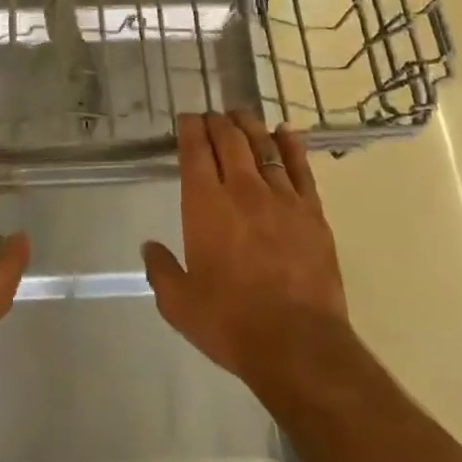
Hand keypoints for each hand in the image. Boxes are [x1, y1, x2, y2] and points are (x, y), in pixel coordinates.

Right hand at [142, 112, 350, 392]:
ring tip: (241, 116)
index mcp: (205, 206)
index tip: (186, 118)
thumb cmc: (231, 324)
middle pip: (230, 141)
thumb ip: (161, 270)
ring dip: (249, 126)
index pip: (195, 152)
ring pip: (263, 147)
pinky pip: (300, 167)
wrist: (299, 346)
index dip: (189, 129)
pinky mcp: (312, 212)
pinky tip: (285, 132)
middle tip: (211, 115)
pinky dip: (291, 145)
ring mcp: (281, 198)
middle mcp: (242, 190)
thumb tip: (149, 246)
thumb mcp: (179, 304)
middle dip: (217, 122)